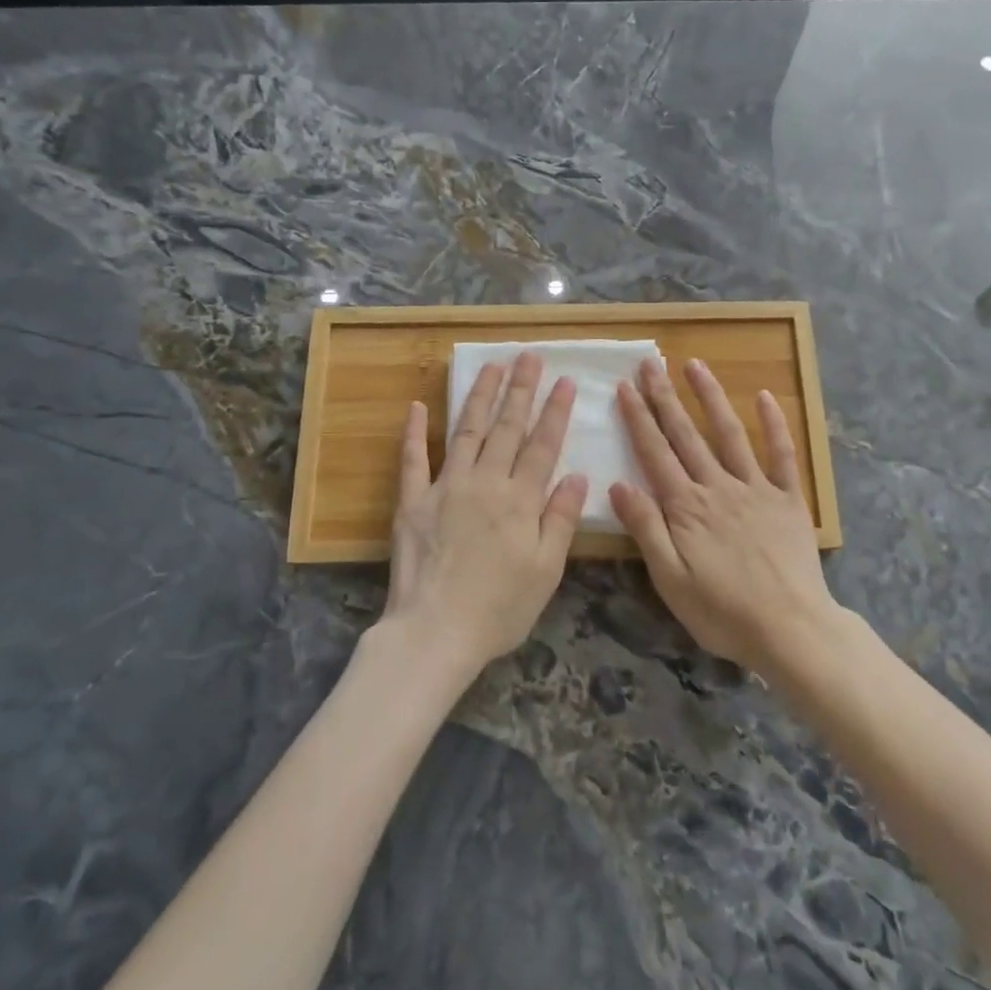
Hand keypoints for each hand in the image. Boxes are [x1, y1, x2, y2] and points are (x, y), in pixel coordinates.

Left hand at [385, 352, 588, 679]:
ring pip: (467, 431)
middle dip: (521, 390)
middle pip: (507, 428)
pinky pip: (413, 459)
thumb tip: (578, 475)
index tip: (565, 380)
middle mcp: (485, 483)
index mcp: (521, 500)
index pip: (543, 445)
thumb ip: (561, 519)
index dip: (555, 411)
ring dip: (480, 397)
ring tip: (491, 366)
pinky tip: (416, 406)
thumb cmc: (499, 609)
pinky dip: (414, 432)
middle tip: (528, 357)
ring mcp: (445, 487)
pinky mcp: (412, 501)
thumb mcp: (546, 571)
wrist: (435, 632)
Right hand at [610, 357, 839, 673]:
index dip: (638, 419)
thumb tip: (618, 484)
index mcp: (686, 507)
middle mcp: (718, 487)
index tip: (626, 386)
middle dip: (665, 397)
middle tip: (650, 364)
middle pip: (686, 435)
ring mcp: (756, 489)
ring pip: (729, 434)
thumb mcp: (670, 580)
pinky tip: (765, 396)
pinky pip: (782, 454)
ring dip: (711, 397)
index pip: (655, 453)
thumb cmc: (723, 612)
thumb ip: (646, 529)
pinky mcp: (788, 499)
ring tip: (695, 365)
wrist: (791, 629)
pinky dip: (775, 424)